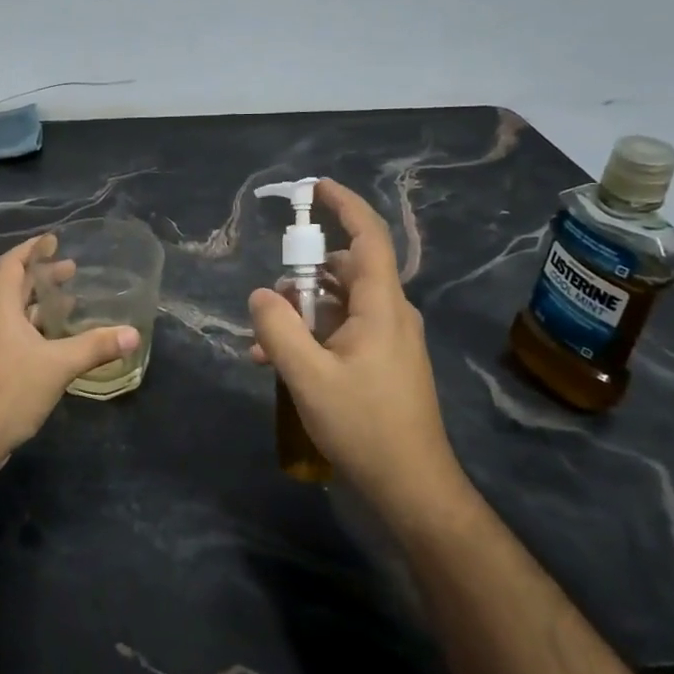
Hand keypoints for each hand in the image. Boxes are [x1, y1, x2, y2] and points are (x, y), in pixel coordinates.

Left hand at [0, 235, 139, 466]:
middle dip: (42, 277)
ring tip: (70, 304)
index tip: (52, 240)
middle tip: (72, 271)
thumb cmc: (9, 391)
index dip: (30, 249)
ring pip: (13, 315)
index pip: (11, 265)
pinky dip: (35, 330)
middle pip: (14, 288)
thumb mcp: (58, 366)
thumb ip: (95, 347)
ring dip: (39, 306)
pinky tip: (56, 345)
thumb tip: (133, 333)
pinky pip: (13, 337)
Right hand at [248, 179, 469, 515]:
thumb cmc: (364, 425)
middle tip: (268, 304)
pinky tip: (278, 364)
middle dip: (302, 278)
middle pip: (345, 271)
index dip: (344, 205)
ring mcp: (389, 339)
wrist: (411, 485)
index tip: (316, 188)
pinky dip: (312, 336)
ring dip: (300, 315)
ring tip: (262, 345)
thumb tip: (261, 294)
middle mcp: (391, 313)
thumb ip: (278, 329)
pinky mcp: (384, 362)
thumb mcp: (308, 376)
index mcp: (382, 306)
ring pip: (339, 305)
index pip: (368, 237)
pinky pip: (343, 331)